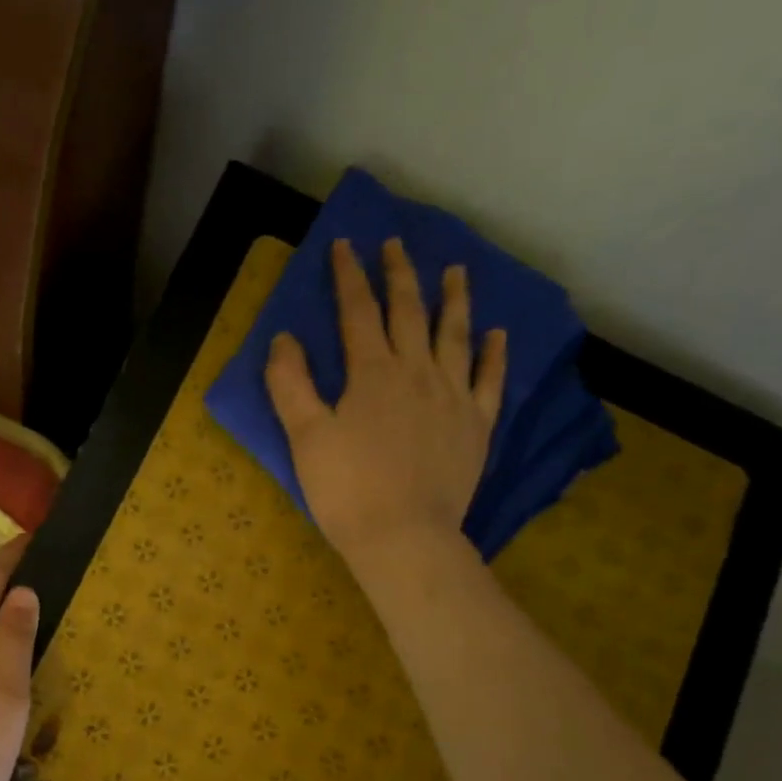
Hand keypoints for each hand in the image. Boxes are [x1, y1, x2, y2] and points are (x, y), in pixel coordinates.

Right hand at [265, 237, 506, 570]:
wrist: (403, 537)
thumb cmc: (346, 489)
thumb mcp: (305, 436)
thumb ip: (290, 384)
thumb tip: (283, 338)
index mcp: (372, 373)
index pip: (358, 312)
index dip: (350, 276)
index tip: (347, 244)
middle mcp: (417, 372)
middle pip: (409, 312)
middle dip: (399, 275)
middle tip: (396, 244)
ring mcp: (453, 397)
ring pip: (455, 336)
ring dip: (453, 300)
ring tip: (456, 271)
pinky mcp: (476, 426)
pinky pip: (490, 381)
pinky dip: (494, 355)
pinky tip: (498, 334)